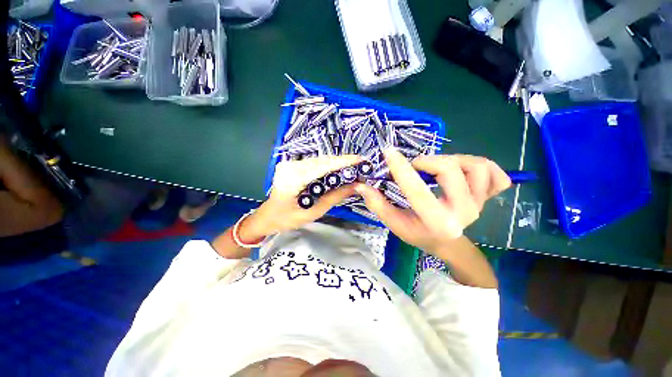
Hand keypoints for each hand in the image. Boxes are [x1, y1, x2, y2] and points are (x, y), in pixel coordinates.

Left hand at [239, 155, 361, 240]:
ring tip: (353, 166)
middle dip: (342, 161)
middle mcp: (290, 166)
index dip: (342, 162)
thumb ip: (334, 198)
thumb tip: (354, 186)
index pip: (322, 167)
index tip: (360, 160)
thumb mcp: (312, 212)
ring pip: (319, 160)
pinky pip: (314, 163)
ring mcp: (290, 164)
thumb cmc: (286, 219)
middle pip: (321, 160)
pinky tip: (338, 168)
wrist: (267, 216)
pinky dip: (328, 165)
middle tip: (361, 164)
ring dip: (336, 163)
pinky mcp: (292, 165)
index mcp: (293, 179)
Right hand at [355, 149, 510, 253]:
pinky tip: (466, 172)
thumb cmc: (418, 234)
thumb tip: (362, 185)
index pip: (417, 190)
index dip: (400, 168)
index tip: (388, 152)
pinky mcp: (489, 198)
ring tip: (438, 168)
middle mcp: (462, 213)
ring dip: (453, 160)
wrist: (448, 244)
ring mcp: (480, 204)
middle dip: (427, 161)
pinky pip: (496, 175)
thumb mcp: (394, 223)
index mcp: (436, 221)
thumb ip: (377, 204)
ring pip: (475, 166)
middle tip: (415, 166)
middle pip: (449, 169)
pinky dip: (483, 166)